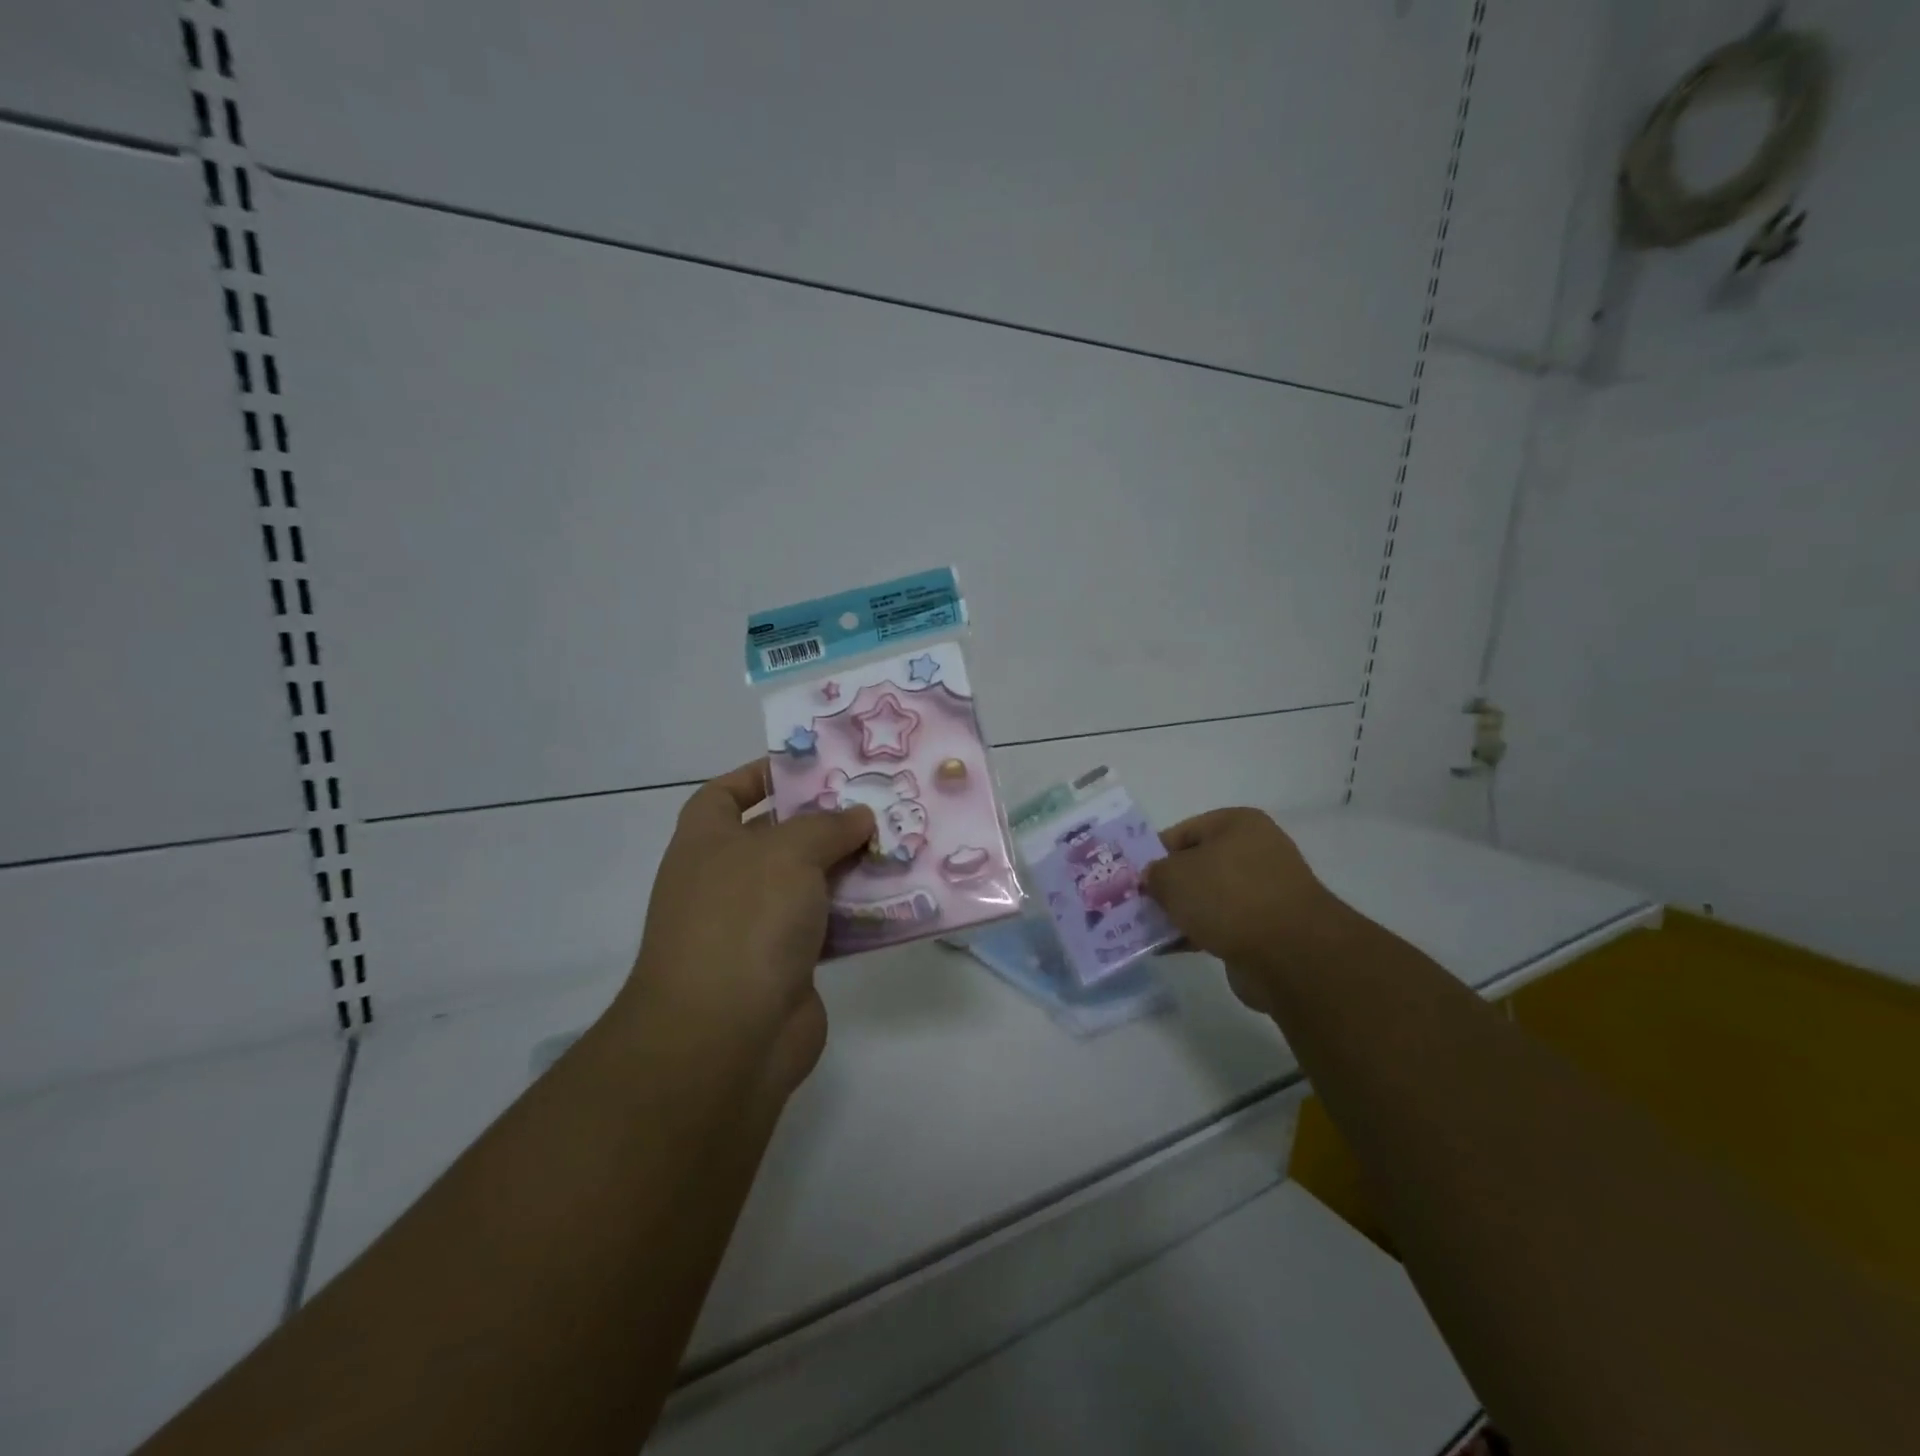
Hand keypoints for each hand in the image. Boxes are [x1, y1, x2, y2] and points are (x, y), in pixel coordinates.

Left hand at [620, 761, 874, 1095]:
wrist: (725, 1036)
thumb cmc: (744, 920)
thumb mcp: (787, 851)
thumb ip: (827, 825)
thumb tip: (858, 817)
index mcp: (706, 842)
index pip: (726, 793)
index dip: (762, 774)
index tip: (813, 766)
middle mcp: (727, 880)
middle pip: (780, 836)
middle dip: (827, 820)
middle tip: (880, 800)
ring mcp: (757, 925)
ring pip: (812, 883)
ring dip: (852, 867)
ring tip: (902, 841)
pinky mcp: (789, 964)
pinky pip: (830, 925)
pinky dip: (859, 912)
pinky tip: (902, 896)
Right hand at [1144, 808, 1335, 1011]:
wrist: (1289, 953)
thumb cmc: (1227, 896)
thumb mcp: (1173, 876)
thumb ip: (1154, 874)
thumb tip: (1153, 880)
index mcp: (1237, 824)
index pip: (1182, 832)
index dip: (1153, 854)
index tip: (1131, 878)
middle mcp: (1255, 850)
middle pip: (1196, 866)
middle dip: (1167, 886)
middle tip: (1136, 904)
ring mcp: (1264, 890)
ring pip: (1208, 897)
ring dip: (1181, 912)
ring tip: (1148, 929)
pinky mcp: (1267, 927)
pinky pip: (1222, 924)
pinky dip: (1198, 933)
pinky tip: (1171, 948)